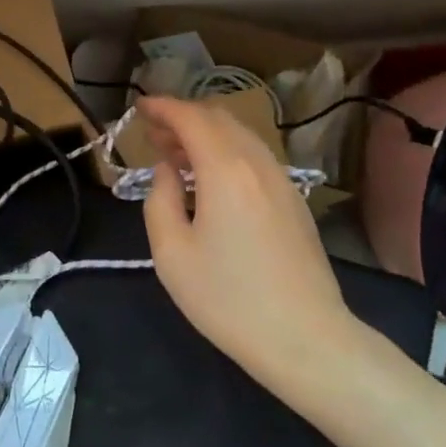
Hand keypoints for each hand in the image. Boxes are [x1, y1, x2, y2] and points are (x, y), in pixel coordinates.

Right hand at [139, 96, 354, 396]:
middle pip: (219, 119)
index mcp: (225, 169)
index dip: (162, 107)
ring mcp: (282, 180)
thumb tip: (167, 171)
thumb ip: (160, 200)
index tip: (139, 107)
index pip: (191, 118)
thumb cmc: (229, 299)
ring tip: (177, 155)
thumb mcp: (172, 254)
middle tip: (153, 133)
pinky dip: (227, 151)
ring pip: (240, 136)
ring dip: (206, 134)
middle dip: (183, 117)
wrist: (306, 339)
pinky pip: (255, 157)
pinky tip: (211, 179)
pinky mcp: (294, 200)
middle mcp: (257, 163)